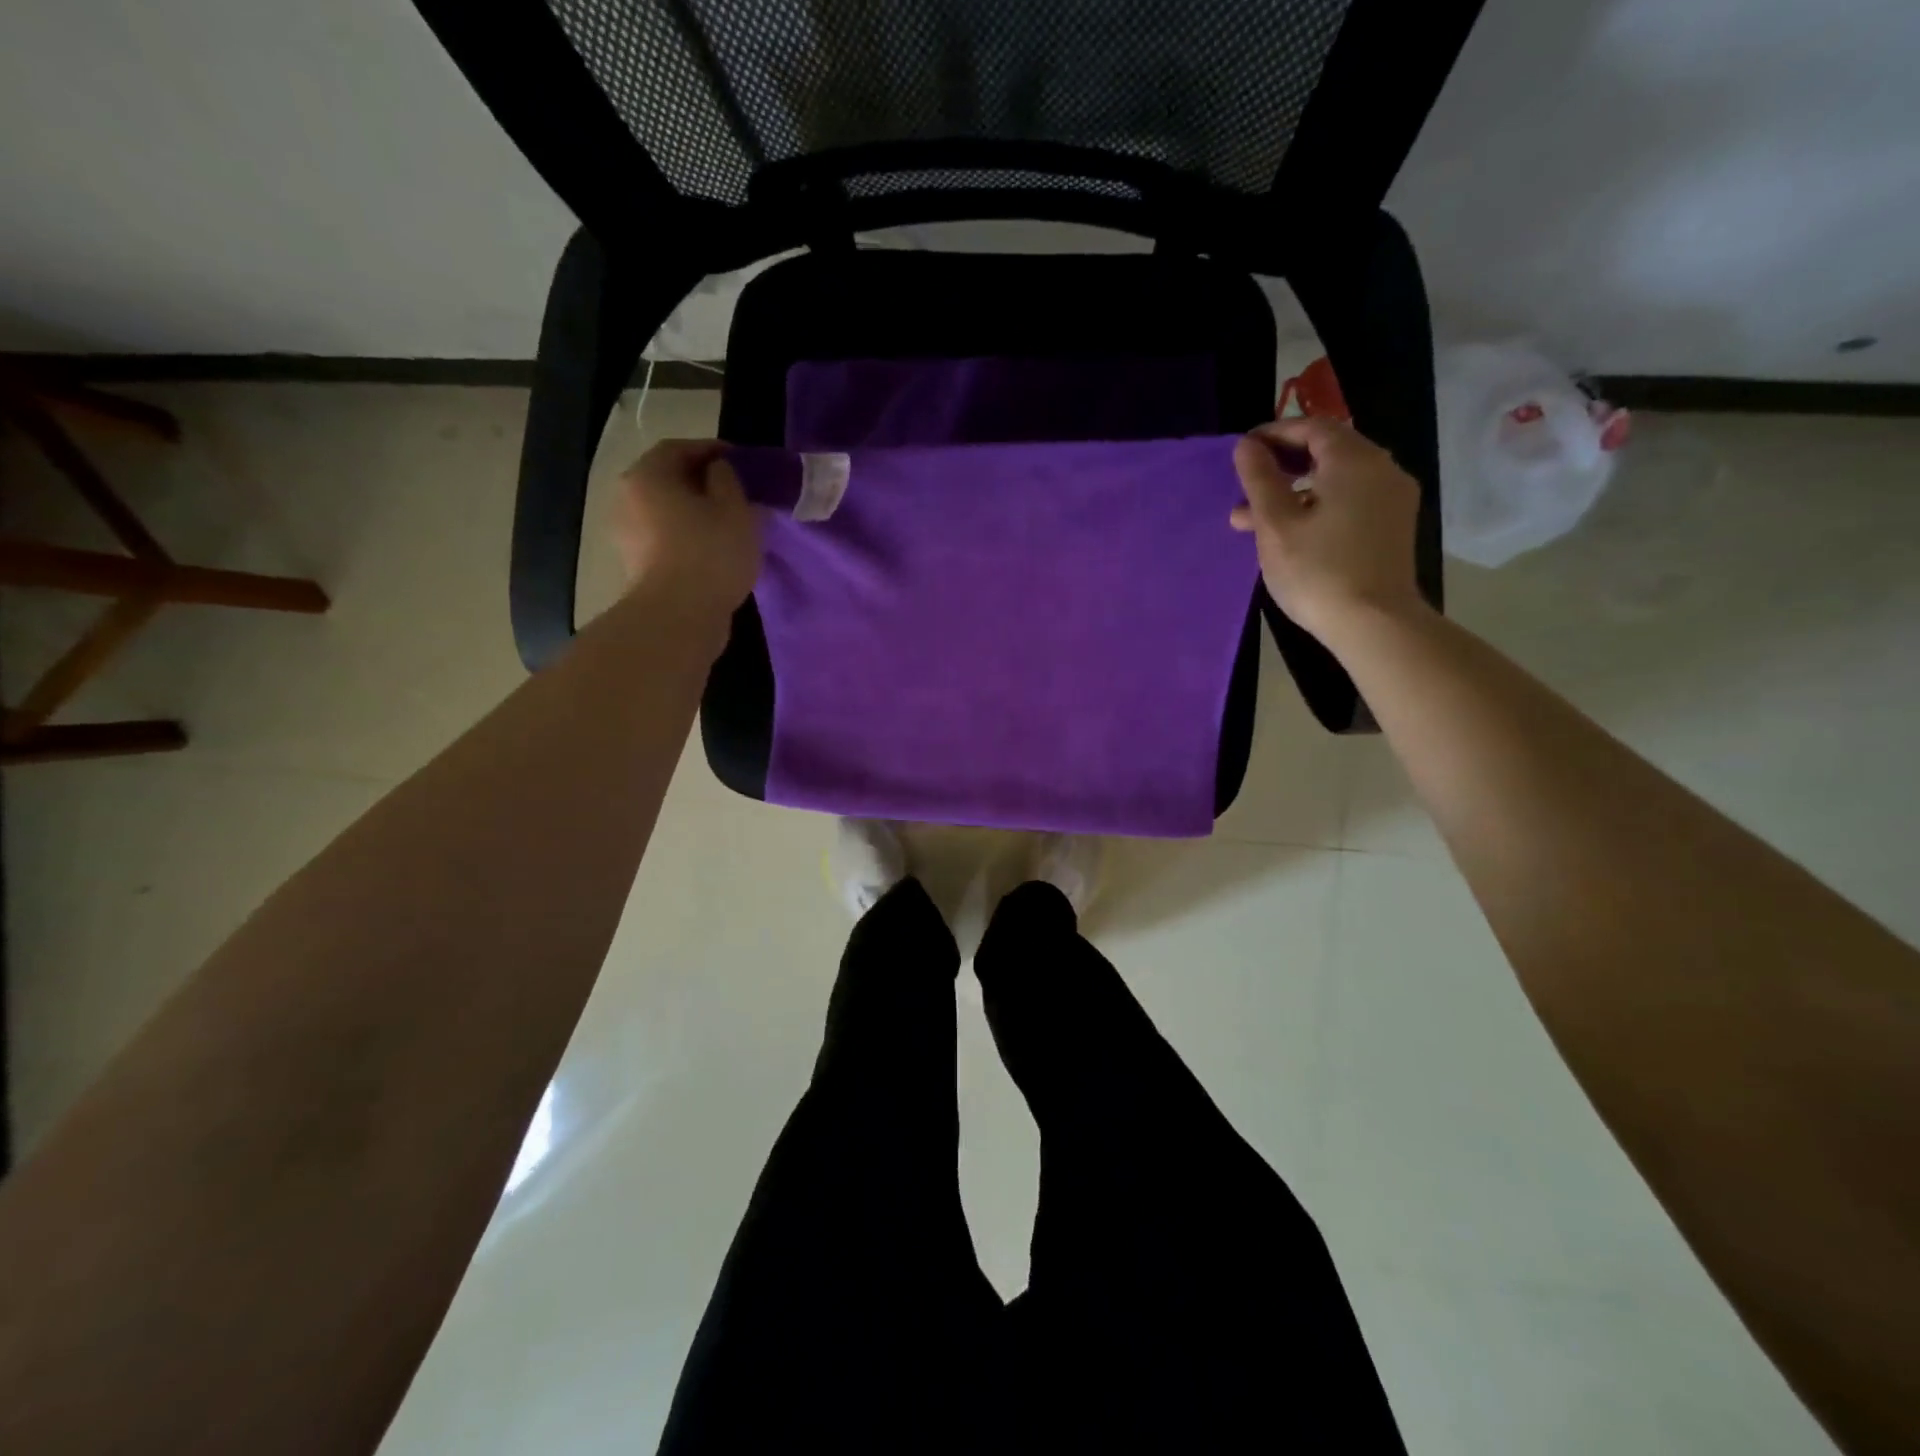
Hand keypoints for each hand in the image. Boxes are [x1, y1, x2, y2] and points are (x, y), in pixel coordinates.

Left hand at [611, 439, 762, 615]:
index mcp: (647, 475)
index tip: (742, 462)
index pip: (680, 448)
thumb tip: (718, 473)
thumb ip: (728, 480)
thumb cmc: (710, 552)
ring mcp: (628, 535)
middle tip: (737, 494)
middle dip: (704, 483)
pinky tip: (715, 552)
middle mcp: (628, 498)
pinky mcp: (637, 567)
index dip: (713, 450)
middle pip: (669, 480)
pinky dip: (689, 539)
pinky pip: (667, 541)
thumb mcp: (736, 508)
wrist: (679, 616)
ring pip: (668, 513)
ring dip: (697, 514)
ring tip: (730, 526)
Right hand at [1230, 418, 1425, 640]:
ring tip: (1254, 521)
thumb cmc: (1318, 571)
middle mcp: (1381, 469)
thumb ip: (1260, 480)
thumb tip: (1247, 446)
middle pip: (1327, 452)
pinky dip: (1318, 506)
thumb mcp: (1276, 525)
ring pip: (1336, 481)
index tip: (1243, 450)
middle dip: (1282, 466)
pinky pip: (1350, 501)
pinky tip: (1291, 534)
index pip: (1312, 428)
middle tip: (1245, 487)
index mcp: (1354, 460)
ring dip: (1295, 492)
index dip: (1274, 434)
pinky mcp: (1393, 527)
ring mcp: (1392, 499)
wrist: (1374, 623)